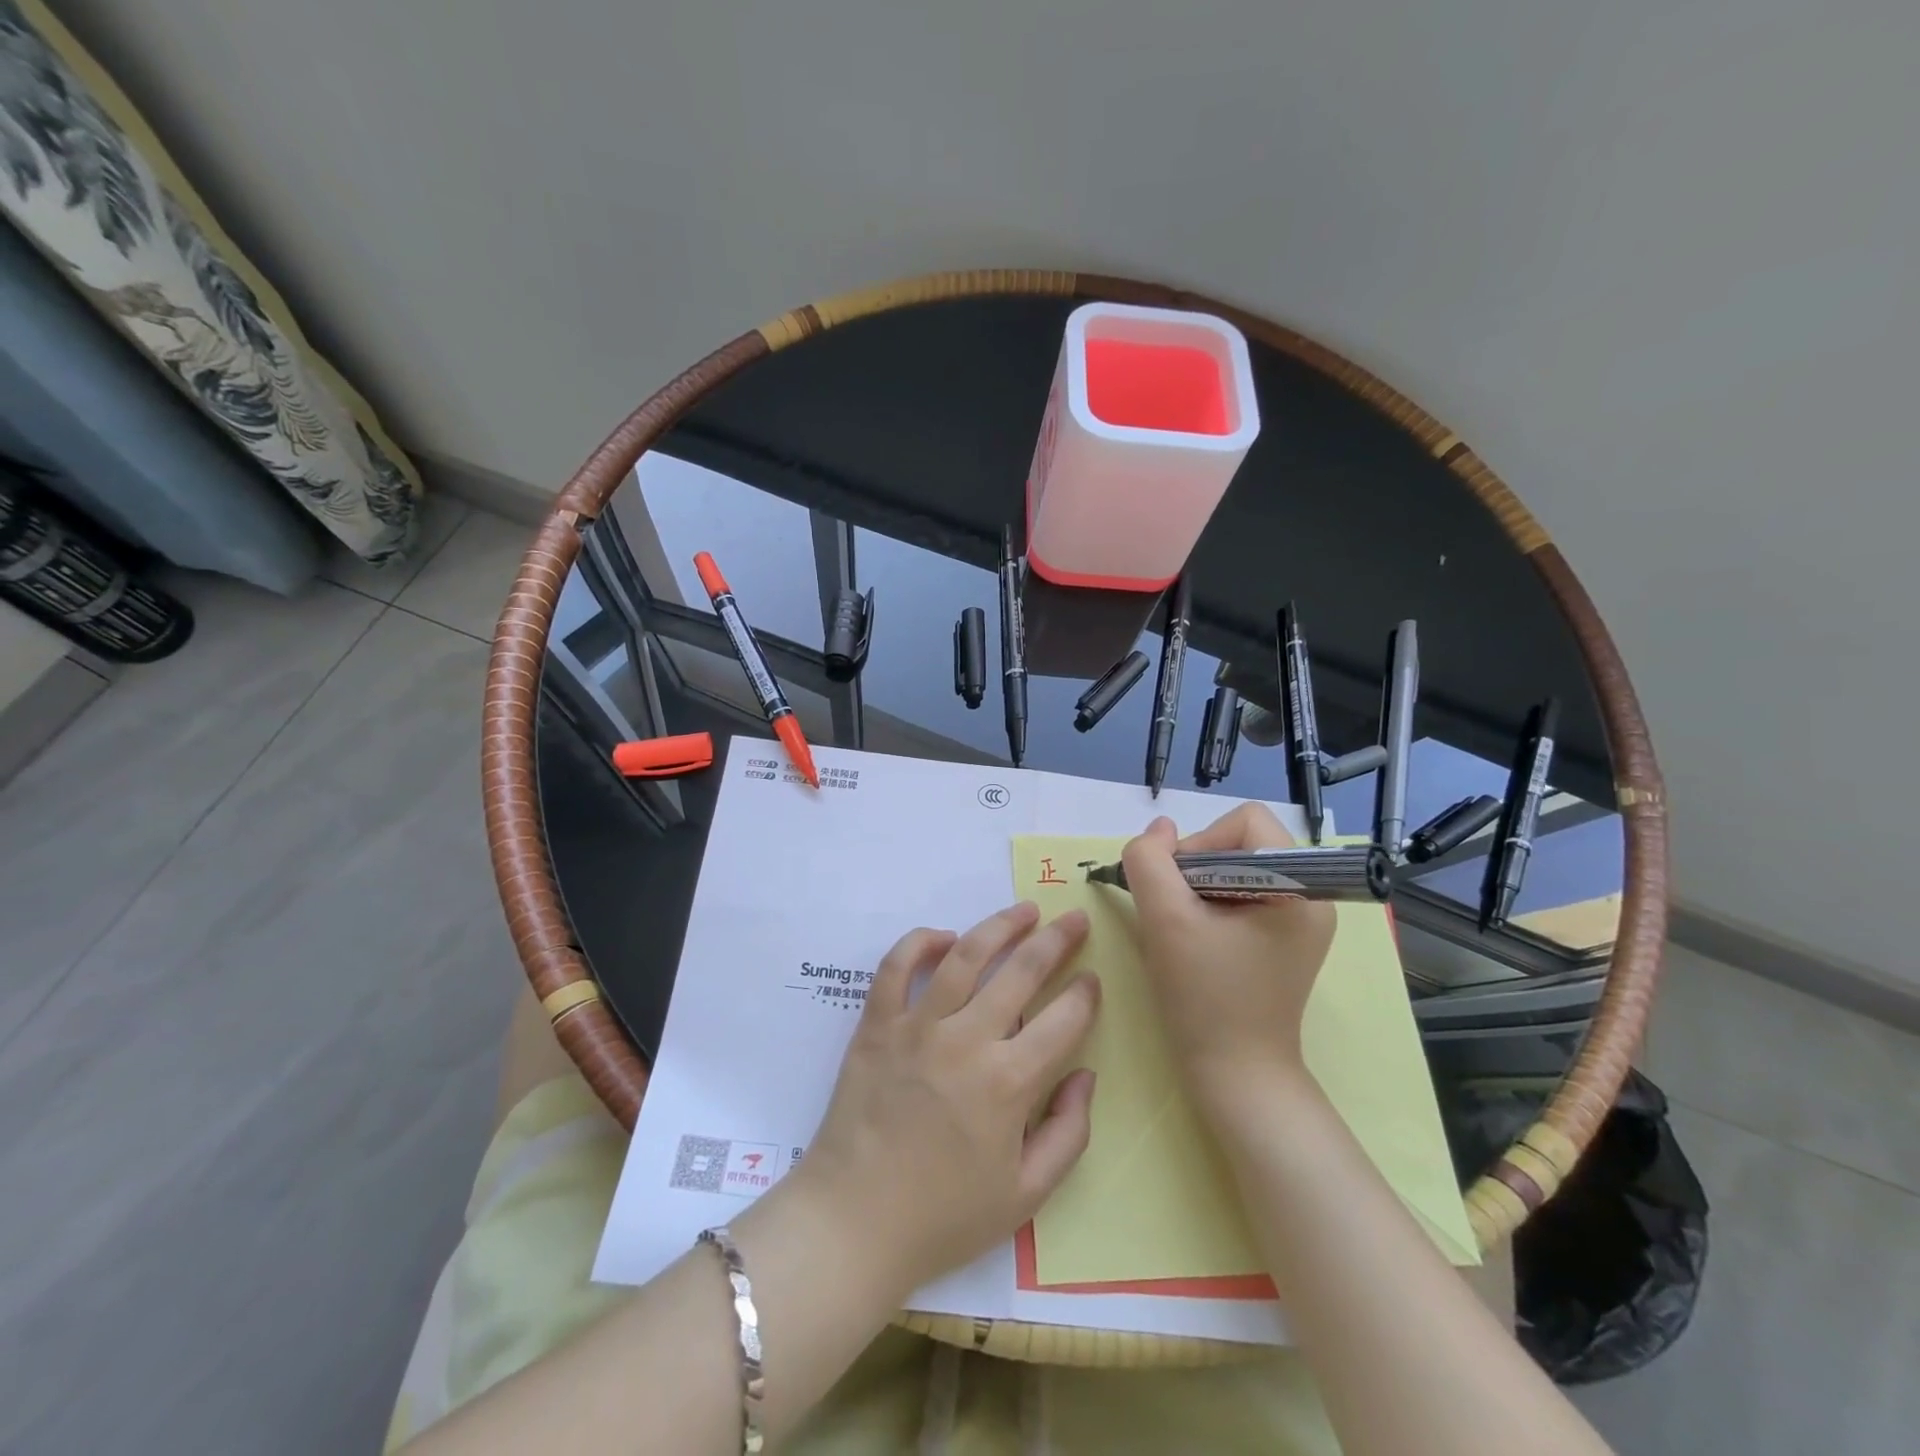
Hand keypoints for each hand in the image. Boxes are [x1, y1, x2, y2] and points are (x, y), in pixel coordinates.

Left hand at [778, 903, 1100, 1299]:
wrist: (854, 1223)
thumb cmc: (944, 1216)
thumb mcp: (1026, 1196)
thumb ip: (1068, 1134)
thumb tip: (1085, 1075)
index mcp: (1009, 1083)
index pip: (1063, 1019)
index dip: (1084, 994)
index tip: (1092, 978)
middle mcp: (967, 1040)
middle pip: (1021, 971)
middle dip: (1056, 940)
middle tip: (1074, 919)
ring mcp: (918, 1026)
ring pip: (966, 955)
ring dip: (1000, 925)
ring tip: (1025, 911)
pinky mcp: (878, 1024)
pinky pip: (896, 966)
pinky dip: (920, 942)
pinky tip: (944, 936)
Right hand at [1121, 807, 1335, 1111]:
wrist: (1236, 1075)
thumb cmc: (1205, 997)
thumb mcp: (1165, 920)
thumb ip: (1150, 861)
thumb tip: (1159, 830)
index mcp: (1299, 886)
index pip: (1246, 820)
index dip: (1202, 841)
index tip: (1179, 887)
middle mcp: (1311, 896)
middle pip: (1240, 843)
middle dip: (1196, 868)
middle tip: (1176, 912)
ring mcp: (1300, 921)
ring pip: (1235, 869)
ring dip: (1198, 889)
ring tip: (1184, 929)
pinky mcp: (1285, 941)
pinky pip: (1241, 896)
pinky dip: (1210, 907)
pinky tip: (1196, 941)